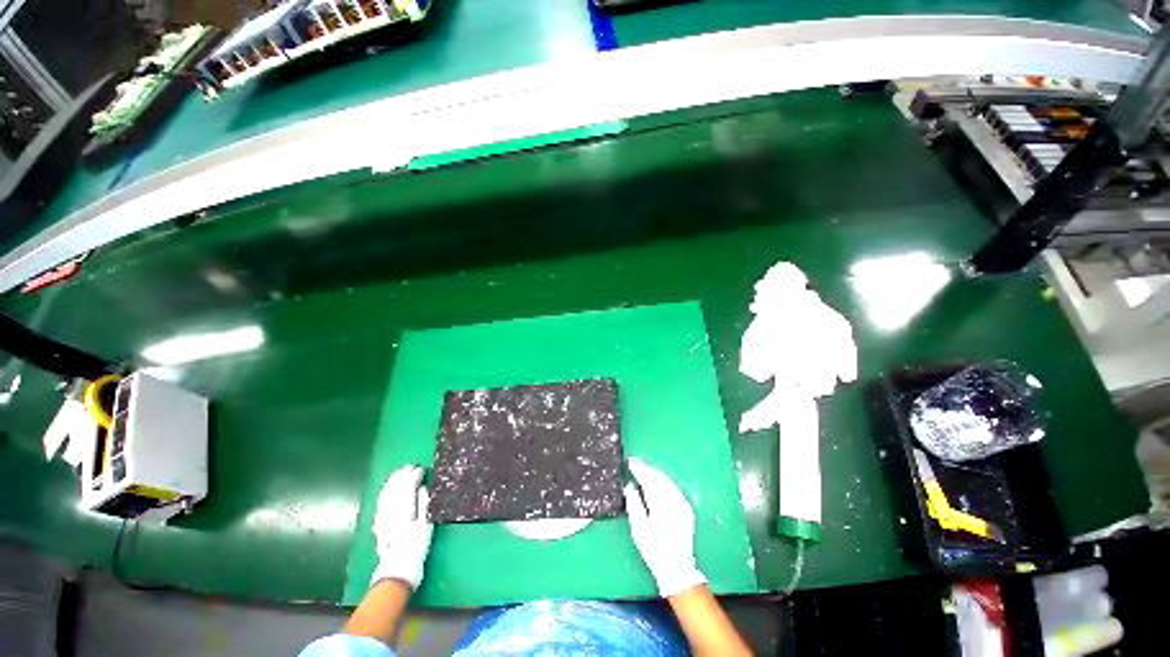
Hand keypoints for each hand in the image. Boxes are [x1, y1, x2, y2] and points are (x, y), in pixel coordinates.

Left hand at [369, 464, 432, 590]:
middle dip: (402, 476)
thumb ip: (424, 505)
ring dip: (392, 481)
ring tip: (399, 472)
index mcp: (404, 511)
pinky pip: (381, 503)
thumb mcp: (426, 526)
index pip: (407, 488)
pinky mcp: (379, 523)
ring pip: (386, 494)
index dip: (413, 476)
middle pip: (395, 489)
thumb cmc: (416, 549)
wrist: (396, 571)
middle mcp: (391, 512)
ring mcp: (382, 517)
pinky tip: (388, 488)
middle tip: (410, 466)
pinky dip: (385, 492)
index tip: (420, 468)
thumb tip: (423, 487)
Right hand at [624, 457, 705, 596]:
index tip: (631, 461)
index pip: (648, 479)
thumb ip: (634, 503)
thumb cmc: (654, 549)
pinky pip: (674, 488)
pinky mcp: (686, 508)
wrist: (677, 568)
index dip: (639, 469)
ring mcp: (682, 503)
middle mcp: (673, 500)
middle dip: (647, 469)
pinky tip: (659, 481)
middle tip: (636, 463)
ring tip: (645, 470)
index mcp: (659, 503)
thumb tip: (630, 486)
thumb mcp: (638, 528)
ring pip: (667, 481)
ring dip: (656, 474)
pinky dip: (664, 481)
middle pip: (658, 477)